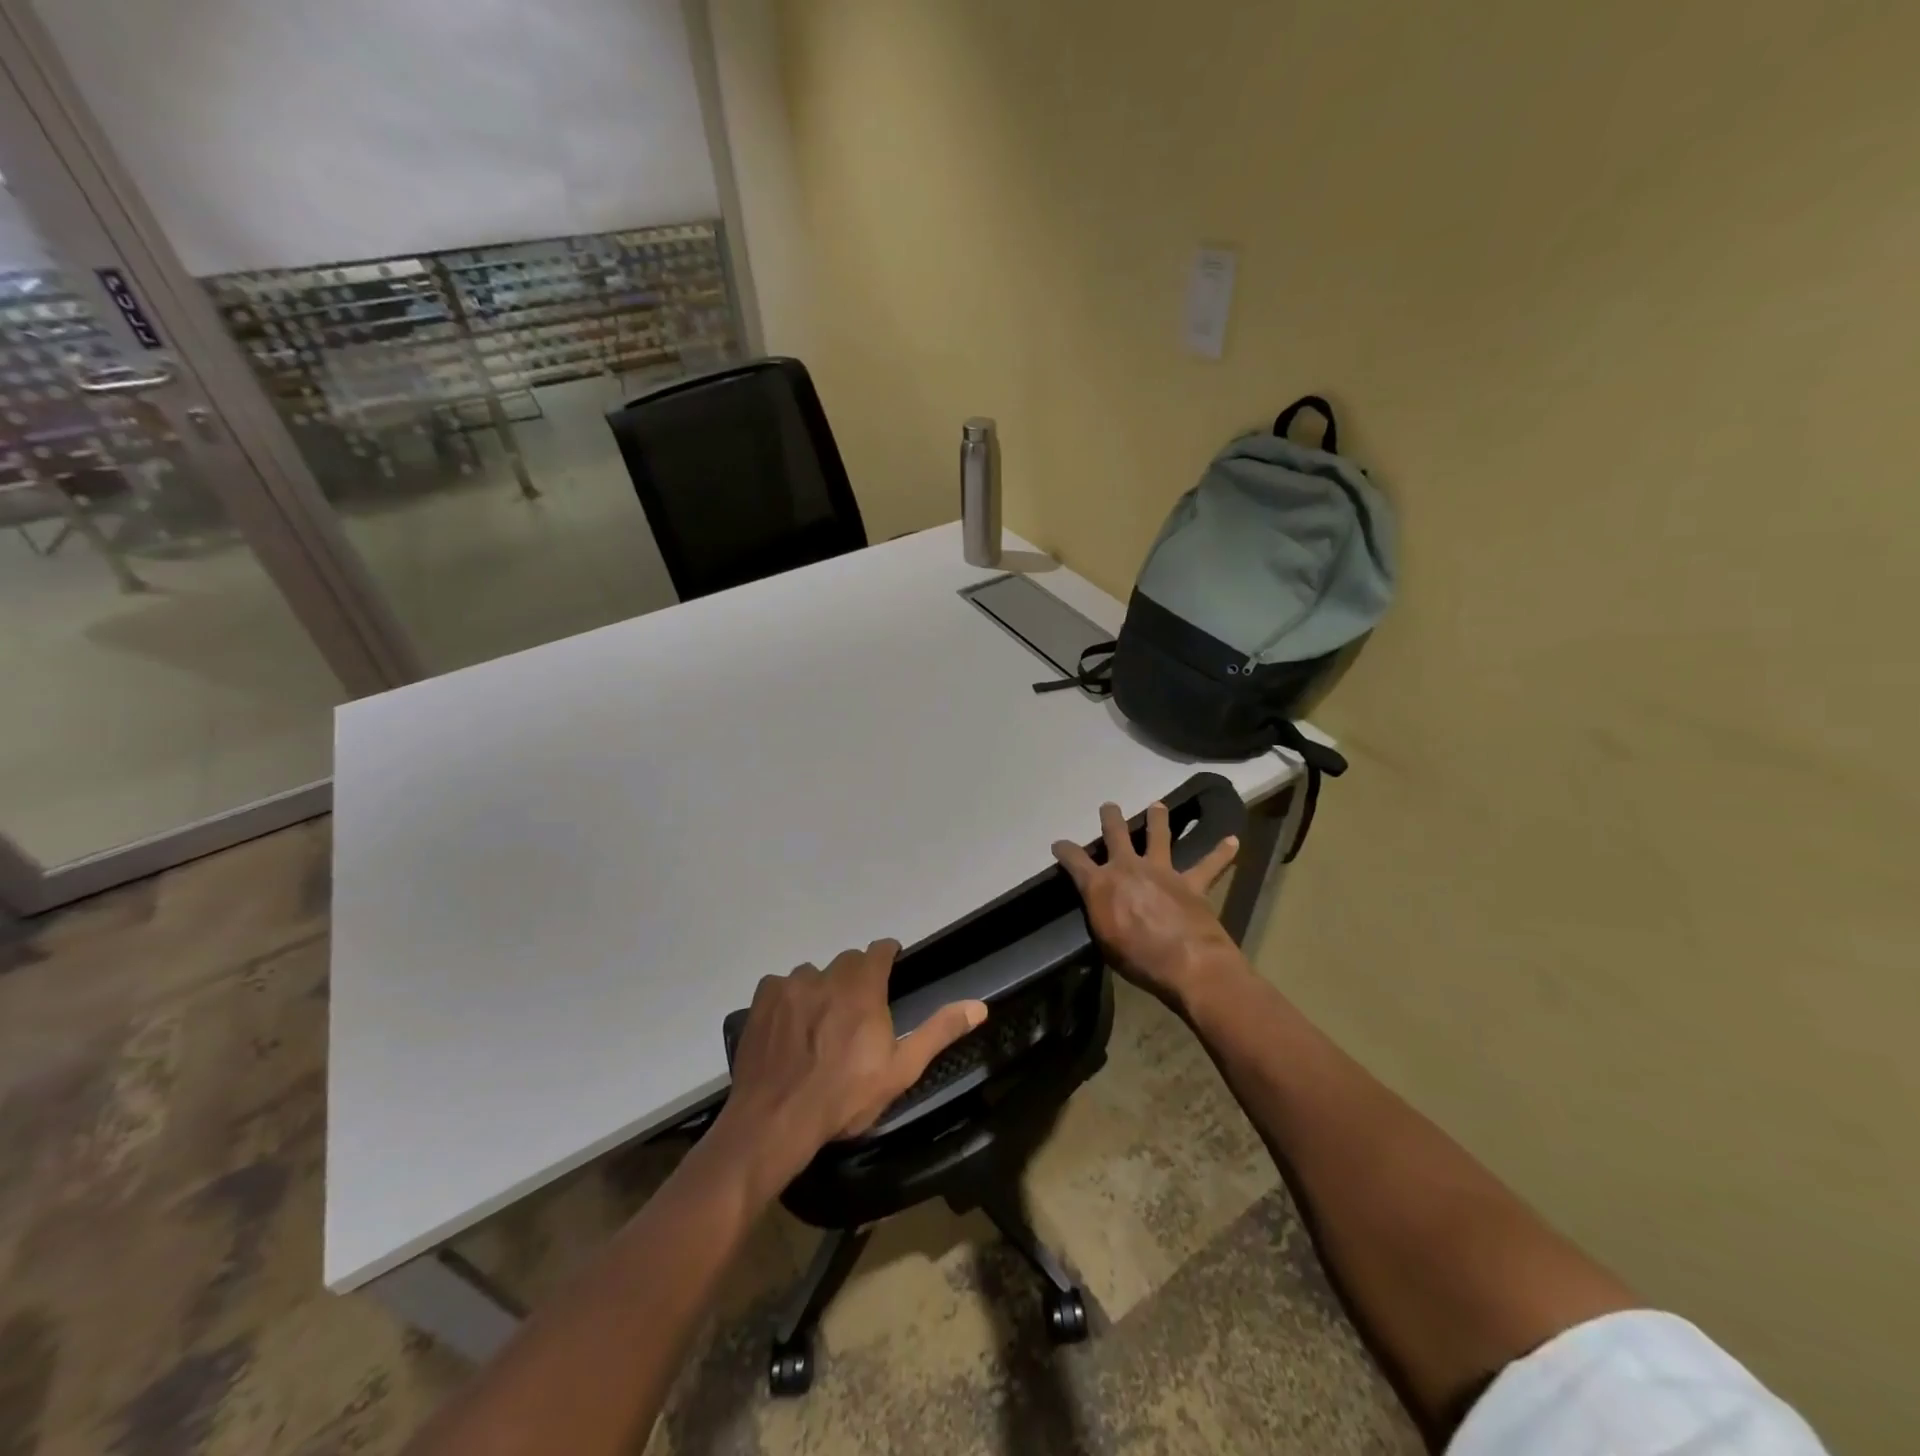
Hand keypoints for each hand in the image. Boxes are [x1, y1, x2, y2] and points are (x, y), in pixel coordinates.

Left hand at [716, 940, 986, 1195]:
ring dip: (820, 989)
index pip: (879, 950)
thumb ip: (938, 1031)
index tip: (889, 970)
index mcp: (863, 987)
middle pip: (846, 961)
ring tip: (818, 1024)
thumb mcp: (900, 1070)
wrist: (776, 1120)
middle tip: (855, 1012)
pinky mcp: (762, 999)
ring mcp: (791, 985)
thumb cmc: (845, 1097)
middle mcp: (827, 975)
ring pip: (812, 974)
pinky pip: (780, 985)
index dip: (886, 957)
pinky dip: (787, 1000)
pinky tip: (788, 1028)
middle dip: (854, 977)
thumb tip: (979, 1005)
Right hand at [1053, 801, 1244, 1006]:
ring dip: (1158, 819)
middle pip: (1116, 834)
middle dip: (1111, 818)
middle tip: (1109, 807)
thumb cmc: (1136, 958)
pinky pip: (1209, 865)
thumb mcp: (1104, 940)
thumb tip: (1102, 908)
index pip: (1075, 860)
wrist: (1186, 962)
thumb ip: (1102, 915)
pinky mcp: (1192, 883)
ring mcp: (1162, 871)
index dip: (1065, 850)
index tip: (1059, 844)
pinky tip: (1232, 841)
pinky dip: (1221, 853)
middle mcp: (1129, 868)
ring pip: (1159, 836)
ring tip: (1157, 805)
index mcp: (1101, 884)